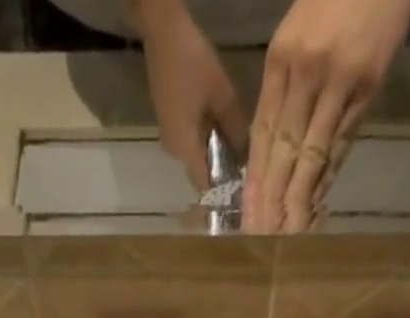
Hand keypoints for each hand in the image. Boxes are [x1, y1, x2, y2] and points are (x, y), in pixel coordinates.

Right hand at [135, 0, 248, 191]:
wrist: (162, 32)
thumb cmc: (193, 63)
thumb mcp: (223, 95)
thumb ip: (236, 129)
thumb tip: (247, 156)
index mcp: (185, 149)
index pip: (206, 185)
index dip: (224, 191)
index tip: (242, 190)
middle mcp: (174, 152)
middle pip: (201, 173)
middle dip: (221, 172)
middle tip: (244, 164)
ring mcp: (169, 138)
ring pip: (196, 157)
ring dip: (214, 155)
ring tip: (235, 145)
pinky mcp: (169, 123)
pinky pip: (190, 143)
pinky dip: (205, 142)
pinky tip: (219, 129)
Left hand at [244, 0, 409, 231]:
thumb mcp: (298, 31)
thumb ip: (286, 86)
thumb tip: (277, 143)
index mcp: (281, 60)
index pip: (262, 134)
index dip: (255, 181)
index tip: (248, 216)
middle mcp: (304, 74)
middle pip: (282, 152)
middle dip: (271, 201)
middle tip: (261, 238)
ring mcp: (336, 82)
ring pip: (311, 155)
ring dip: (298, 200)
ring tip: (288, 235)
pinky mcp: (365, 87)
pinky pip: (342, 143)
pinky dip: (328, 177)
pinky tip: (316, 205)